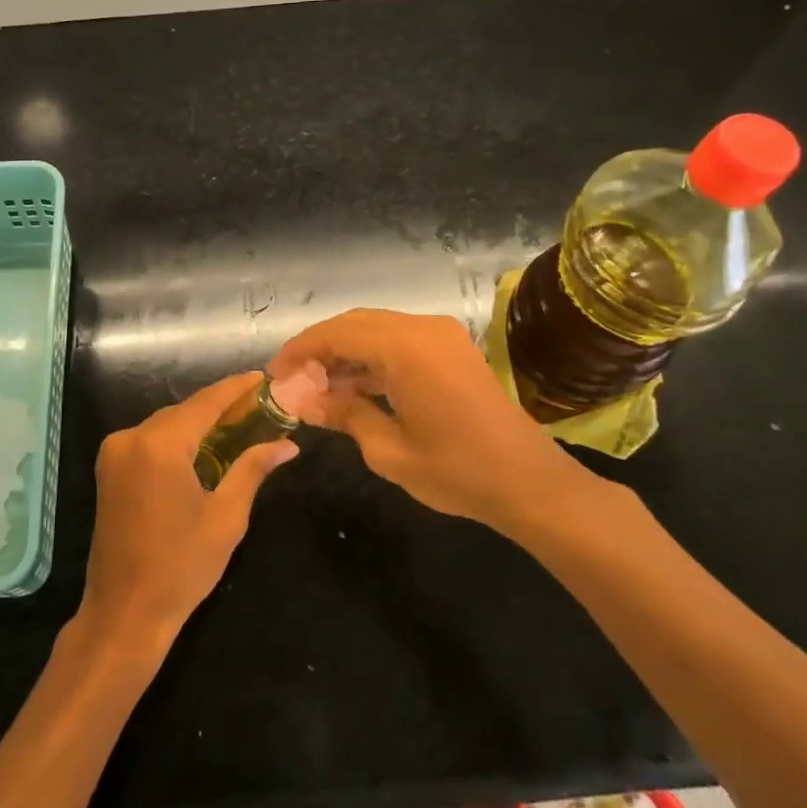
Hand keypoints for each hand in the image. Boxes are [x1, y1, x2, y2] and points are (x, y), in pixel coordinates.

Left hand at [78, 374, 298, 656]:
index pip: (206, 402)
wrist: (124, 612)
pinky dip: (178, 440)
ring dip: (199, 424)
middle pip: (184, 411)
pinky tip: (205, 449)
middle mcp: (131, 437)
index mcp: (160, 445)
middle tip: (260, 408)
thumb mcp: (226, 517)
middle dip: (221, 408)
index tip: (264, 378)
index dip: (237, 388)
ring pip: (166, 425)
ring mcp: (114, 452)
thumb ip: (252, 470)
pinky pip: (150, 441)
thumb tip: (287, 445)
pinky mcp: (109, 469)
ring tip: (240, 426)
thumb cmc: (181, 567)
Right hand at [270, 309, 590, 535]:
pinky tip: (355, 387)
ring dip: (346, 354)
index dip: (300, 351)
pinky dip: (373, 358)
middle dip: (320, 349)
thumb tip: (305, 401)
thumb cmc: (456, 470)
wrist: (530, 483)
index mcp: (404, 347)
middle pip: (354, 324)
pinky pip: (400, 341)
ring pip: (376, 330)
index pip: (335, 334)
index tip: (275, 374)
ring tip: (319, 388)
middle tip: (294, 381)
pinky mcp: (453, 349)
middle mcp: (422, 328)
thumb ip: (343, 414)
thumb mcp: (387, 449)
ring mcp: (442, 336)